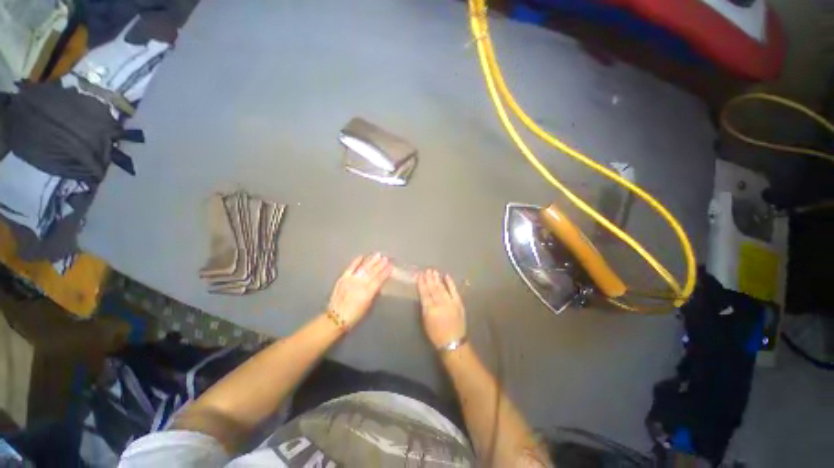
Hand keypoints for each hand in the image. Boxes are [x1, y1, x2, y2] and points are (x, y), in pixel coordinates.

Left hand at [326, 253, 391, 329]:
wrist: (336, 318)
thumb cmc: (355, 315)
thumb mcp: (368, 306)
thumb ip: (374, 293)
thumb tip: (379, 284)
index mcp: (367, 293)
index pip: (379, 280)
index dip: (385, 272)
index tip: (391, 266)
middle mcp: (359, 285)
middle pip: (372, 272)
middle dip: (380, 264)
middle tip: (386, 258)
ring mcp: (350, 280)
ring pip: (363, 268)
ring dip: (371, 261)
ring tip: (377, 255)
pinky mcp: (342, 279)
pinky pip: (350, 268)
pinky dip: (356, 262)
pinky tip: (361, 256)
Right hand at [417, 269, 465, 349]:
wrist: (453, 342)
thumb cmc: (436, 334)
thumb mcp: (425, 322)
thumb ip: (424, 307)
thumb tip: (424, 295)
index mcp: (430, 310)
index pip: (424, 294)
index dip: (421, 284)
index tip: (419, 275)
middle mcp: (440, 304)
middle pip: (433, 289)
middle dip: (429, 279)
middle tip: (427, 270)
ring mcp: (450, 302)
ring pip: (442, 288)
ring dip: (437, 279)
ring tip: (433, 271)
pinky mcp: (458, 303)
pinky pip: (454, 290)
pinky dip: (450, 283)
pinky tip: (446, 276)